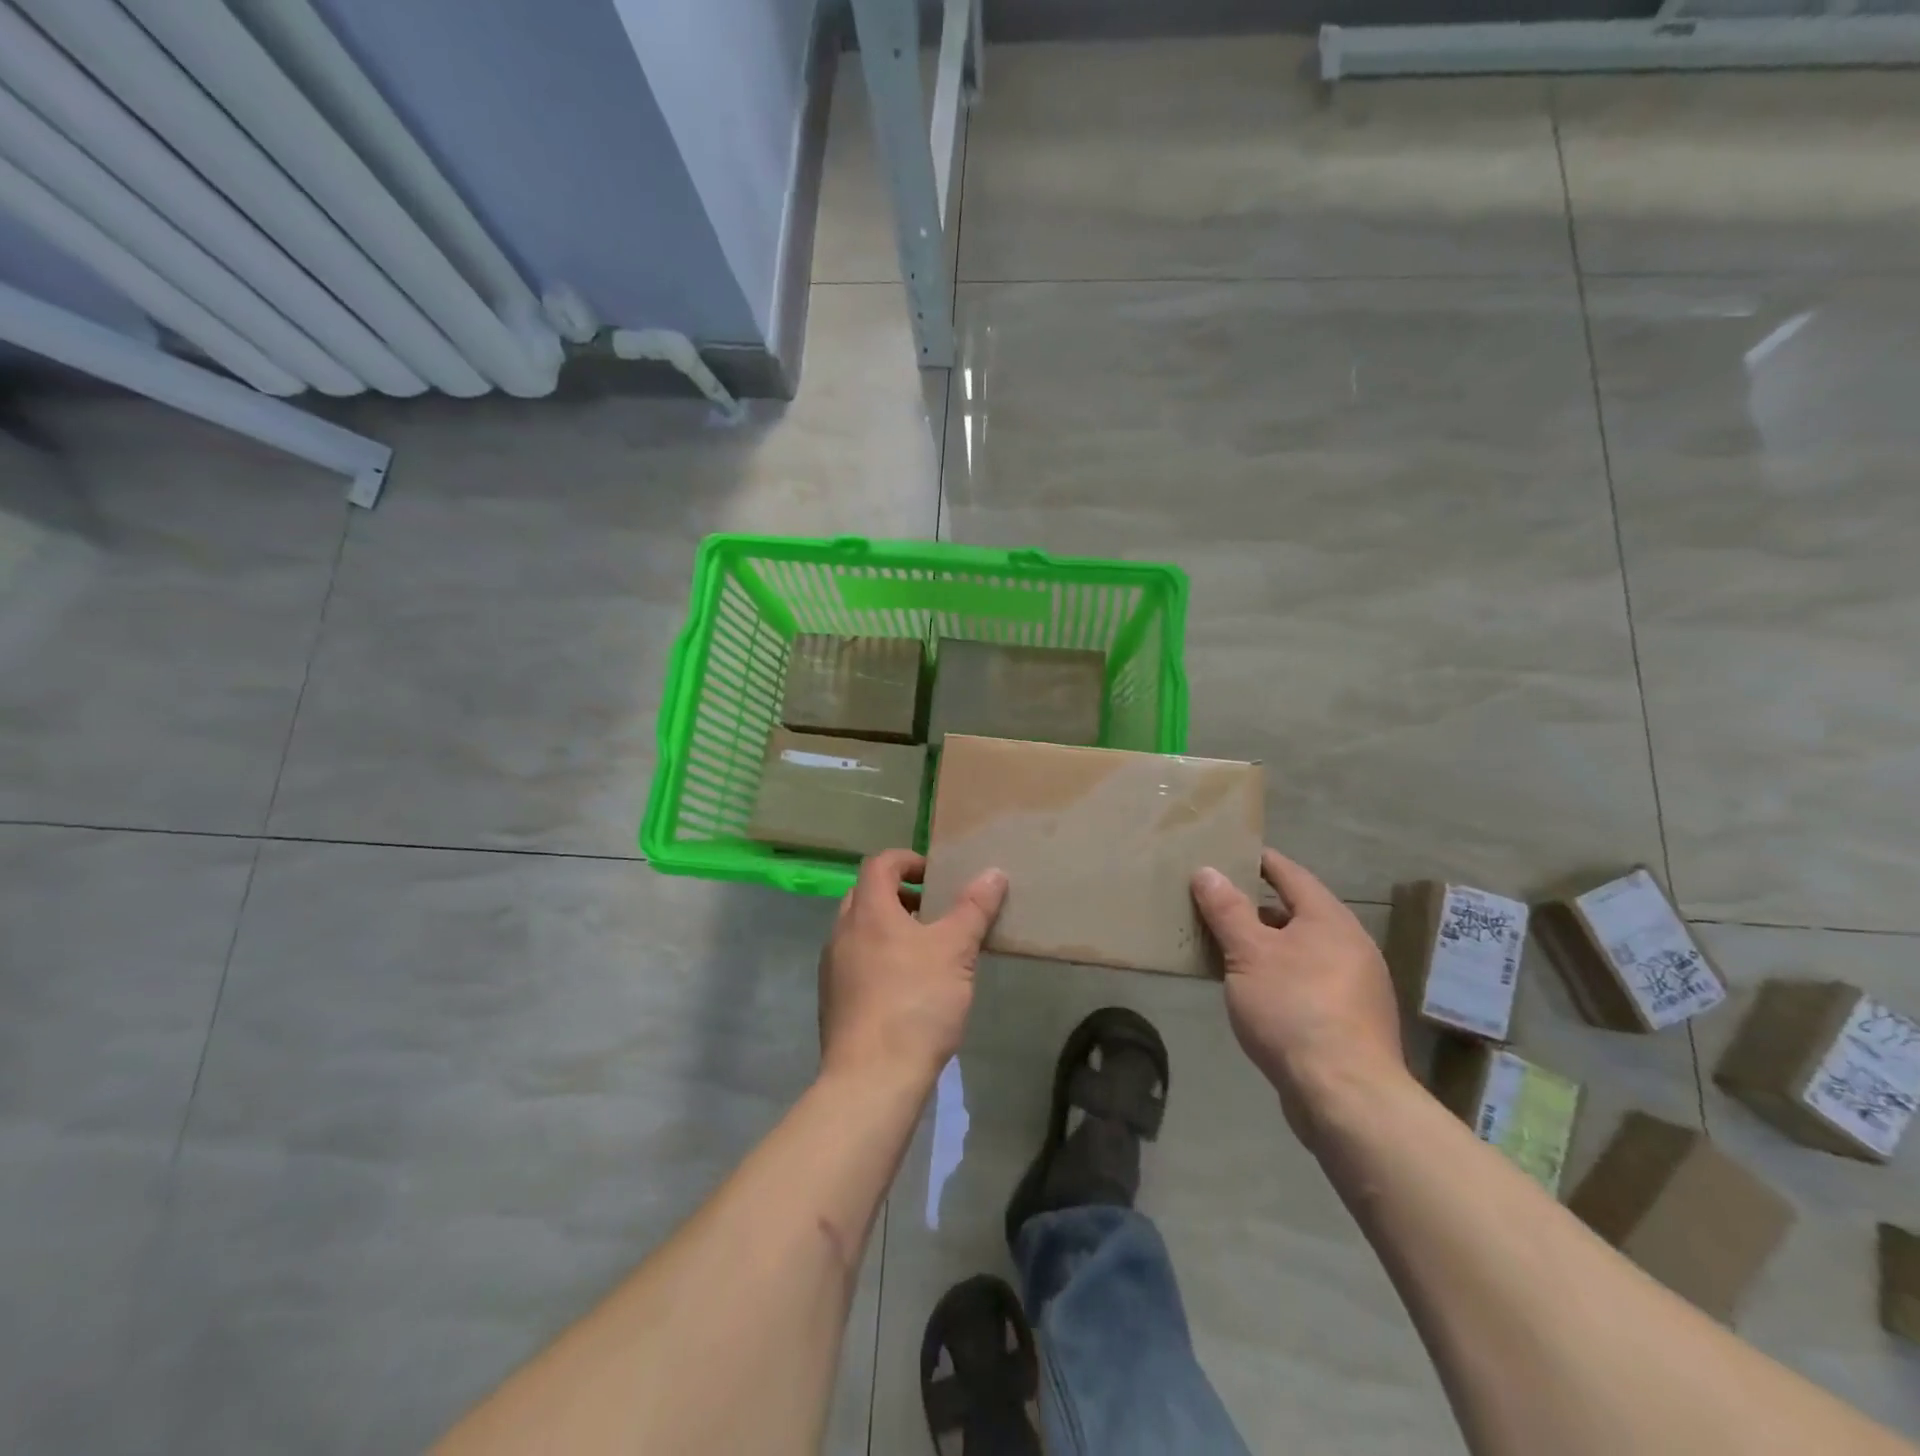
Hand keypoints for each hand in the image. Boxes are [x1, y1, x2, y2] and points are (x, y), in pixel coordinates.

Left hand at [818, 849, 1008, 1090]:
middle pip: (866, 895)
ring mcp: (832, 969)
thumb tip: (993, 872)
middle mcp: (841, 932)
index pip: (880, 864)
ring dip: (889, 929)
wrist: (872, 1078)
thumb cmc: (915, 1002)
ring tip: (926, 950)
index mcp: (867, 911)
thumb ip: (974, 908)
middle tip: (933, 911)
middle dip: (899, 895)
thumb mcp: (956, 950)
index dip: (908, 860)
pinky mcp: (833, 1001)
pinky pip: (856, 963)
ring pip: (859, 931)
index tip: (935, 875)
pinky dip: (879, 959)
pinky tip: (908, 987)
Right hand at [1192, 850, 1407, 1142]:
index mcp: (1330, 919)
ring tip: (1225, 945)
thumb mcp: (1248, 953)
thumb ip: (1227, 910)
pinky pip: (1307, 980)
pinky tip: (1253, 990)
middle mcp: (1350, 945)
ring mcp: (1355, 985)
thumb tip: (1208, 871)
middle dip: (1256, 906)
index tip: (1228, 853)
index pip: (1290, 874)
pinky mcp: (1350, 1020)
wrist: (1345, 1095)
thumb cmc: (1293, 1009)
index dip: (1259, 861)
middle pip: (1297, 912)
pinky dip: (1279, 974)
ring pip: (1301, 949)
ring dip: (1266, 944)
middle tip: (1215, 901)